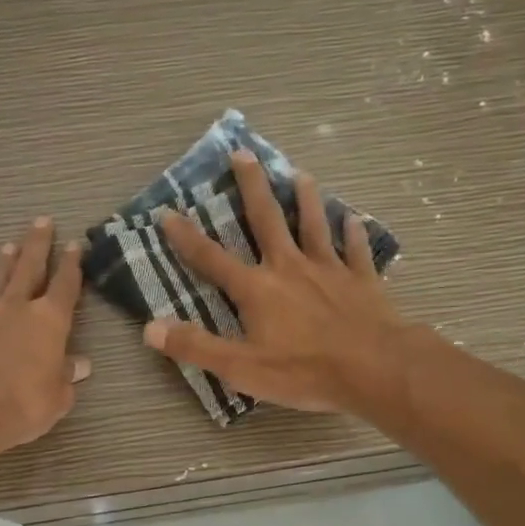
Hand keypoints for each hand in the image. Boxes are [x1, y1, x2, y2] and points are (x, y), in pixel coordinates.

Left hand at [0, 216, 91, 461]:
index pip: (66, 285)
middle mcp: (17, 308)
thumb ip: (66, 378)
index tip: (76, 245)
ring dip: (6, 261)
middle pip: (30, 266)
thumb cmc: (19, 406)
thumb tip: (79, 365)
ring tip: (10, 246)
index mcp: (49, 321)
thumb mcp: (55, 399)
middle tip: (42, 221)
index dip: (72, 264)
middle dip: (38, 243)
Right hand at [144, 151, 409, 414]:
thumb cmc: (303, 371)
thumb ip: (195, 347)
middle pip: (267, 219)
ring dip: (306, 198)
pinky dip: (354, 233)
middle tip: (243, 153)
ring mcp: (329, 270)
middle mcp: (289, 268)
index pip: (212, 259)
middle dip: (252, 186)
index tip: (168, 212)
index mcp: (256, 290)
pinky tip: (354, 219)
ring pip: (314, 224)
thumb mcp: (239, 367)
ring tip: (301, 174)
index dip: (186, 237)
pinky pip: (356, 250)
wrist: (374, 369)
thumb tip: (150, 329)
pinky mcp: (362, 280)